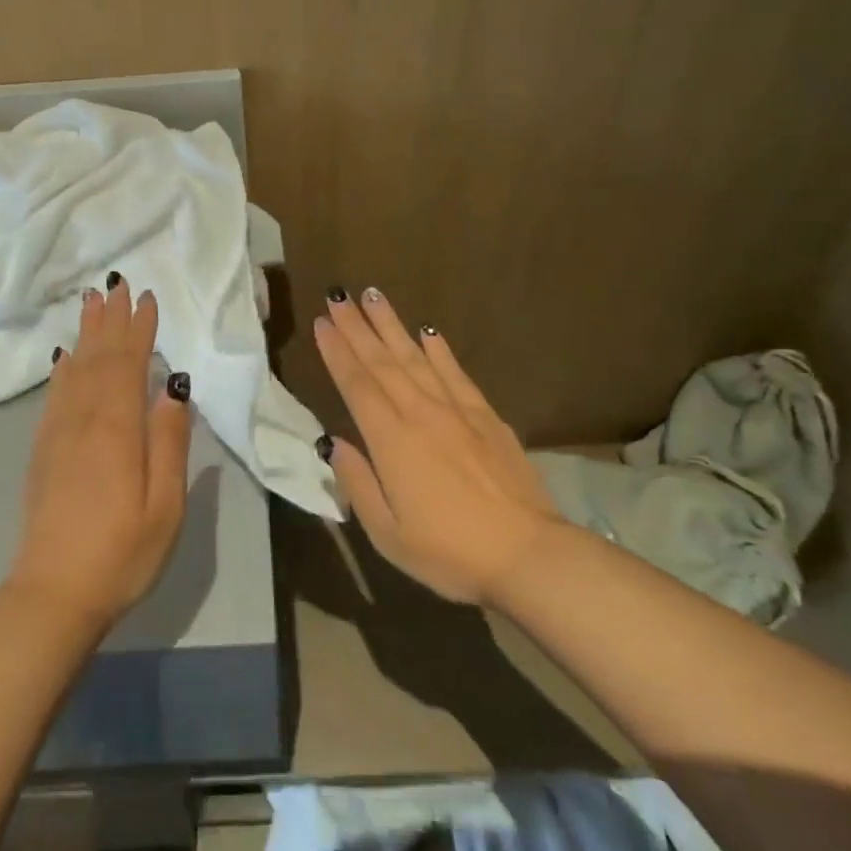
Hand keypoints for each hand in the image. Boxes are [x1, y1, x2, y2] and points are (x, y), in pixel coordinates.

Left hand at [5, 277, 191, 631]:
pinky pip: (55, 395)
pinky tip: (64, 357)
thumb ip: (169, 442)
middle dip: (111, 320)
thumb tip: (174, 387)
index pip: (129, 364)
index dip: (139, 329)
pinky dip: (62, 368)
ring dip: (86, 334)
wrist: (53, 594)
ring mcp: (58, 434)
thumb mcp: (164, 505)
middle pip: (99, 358)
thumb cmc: (122, 553)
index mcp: (117, 429)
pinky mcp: (44, 451)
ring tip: (91, 303)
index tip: (147, 298)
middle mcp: (84, 420)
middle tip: (117, 284)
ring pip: (74, 370)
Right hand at [315, 288, 561, 605]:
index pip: (357, 385)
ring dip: (392, 325)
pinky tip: (429, 332)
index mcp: (391, 441)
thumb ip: (357, 484)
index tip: (322, 322)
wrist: (528, 554)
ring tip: (374, 296)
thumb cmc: (450, 553)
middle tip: (339, 296)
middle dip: (357, 327)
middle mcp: (420, 413)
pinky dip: (439, 350)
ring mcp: (457, 411)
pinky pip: (456, 373)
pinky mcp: (487, 416)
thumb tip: (334, 444)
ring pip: (416, 357)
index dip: (337, 352)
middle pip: (382, 361)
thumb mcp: (388, 535)